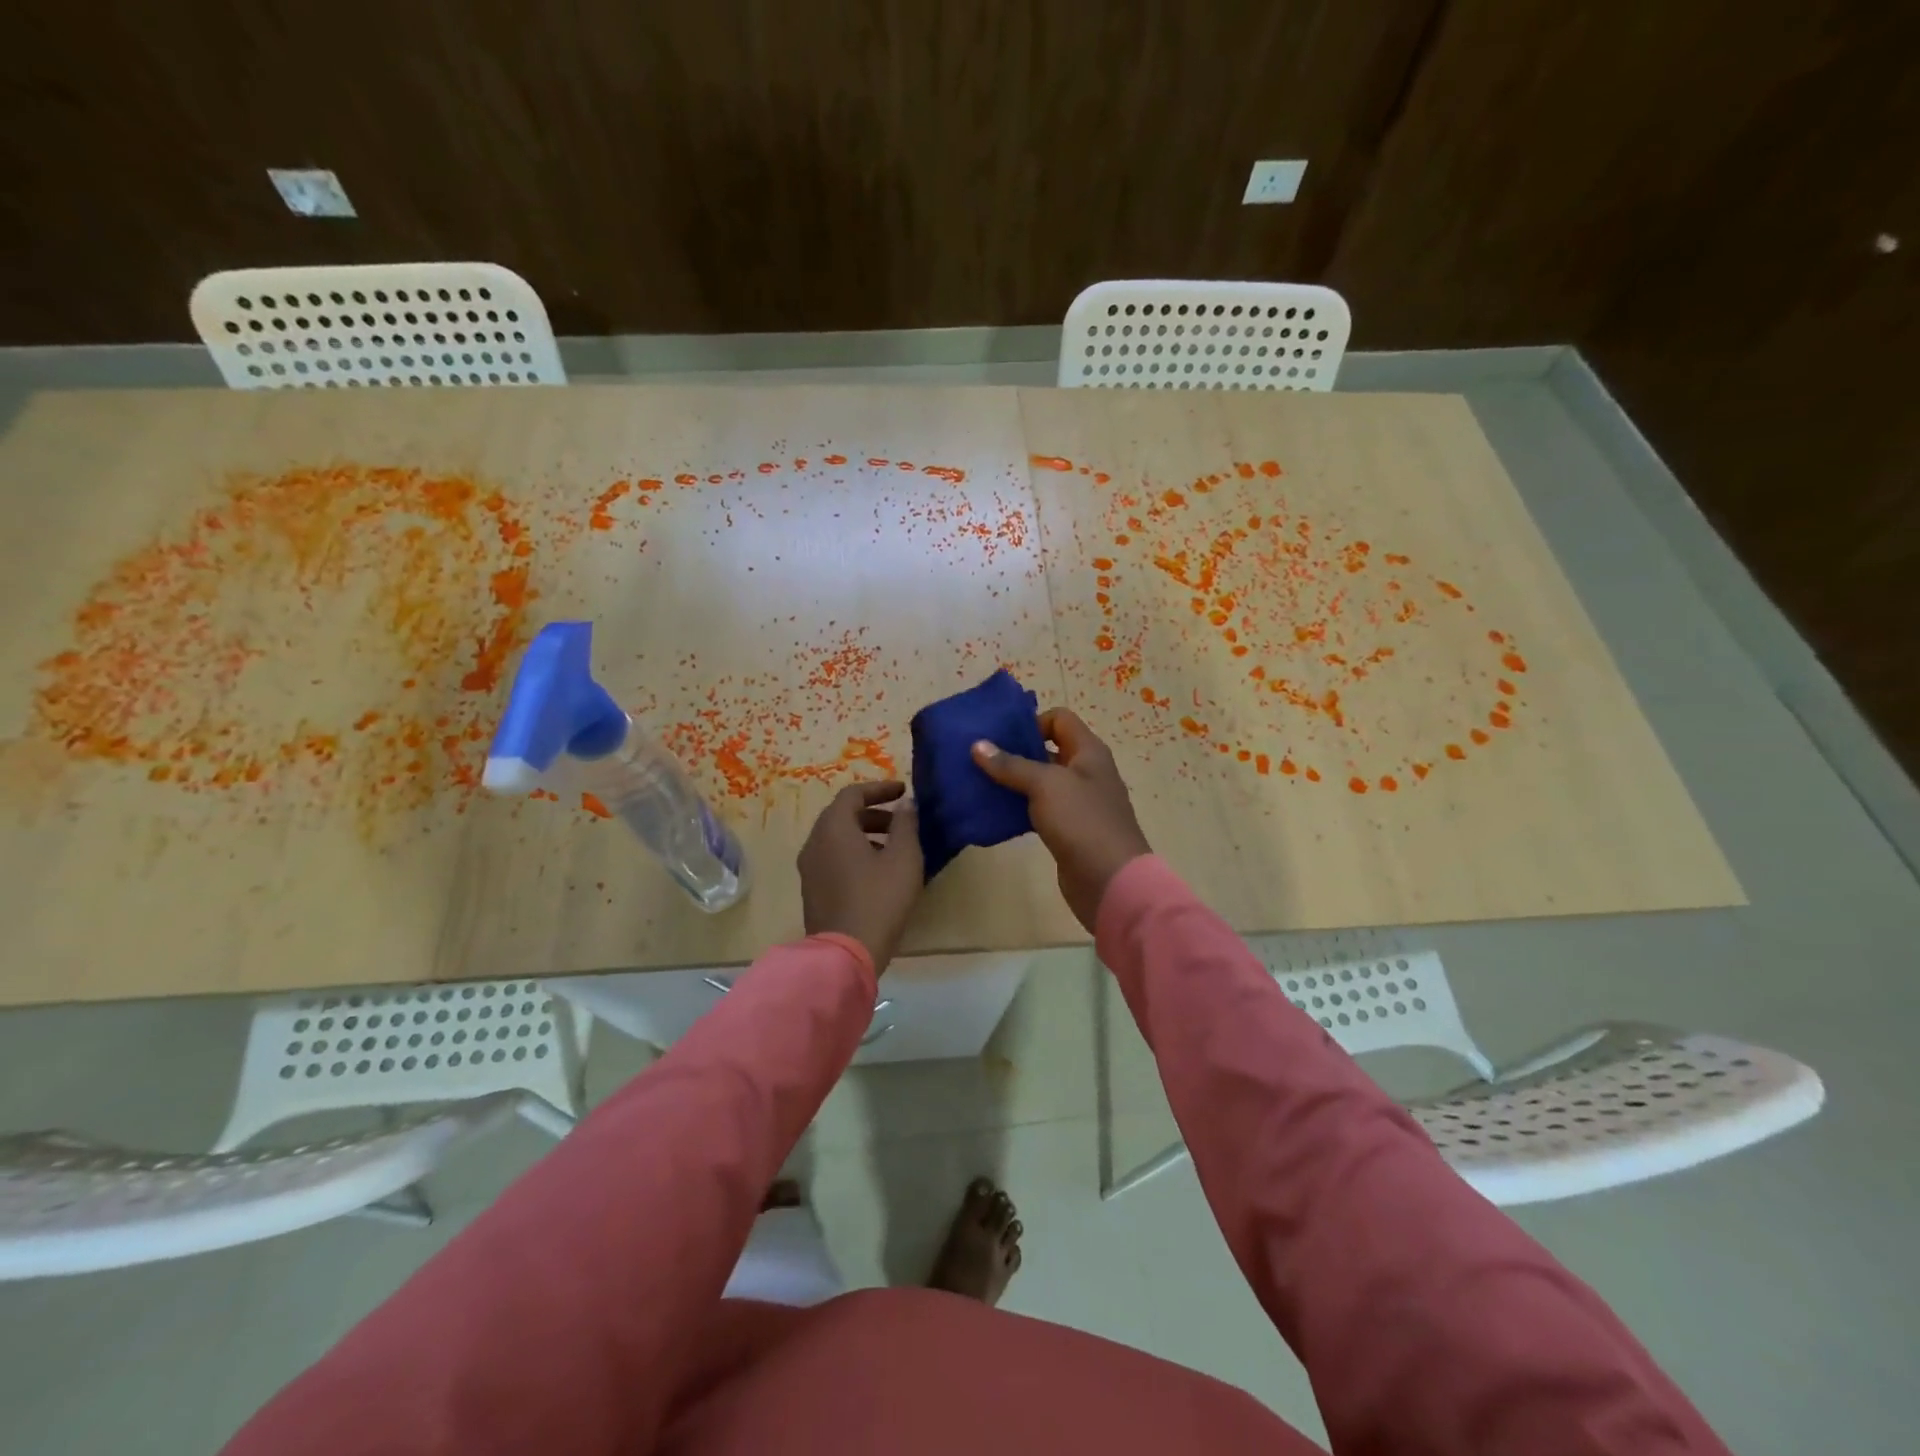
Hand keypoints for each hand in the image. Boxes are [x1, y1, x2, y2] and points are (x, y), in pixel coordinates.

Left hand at [798, 780, 923, 974]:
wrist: (846, 953)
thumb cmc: (879, 899)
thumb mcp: (903, 858)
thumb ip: (906, 825)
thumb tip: (905, 804)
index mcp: (833, 828)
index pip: (853, 794)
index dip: (880, 789)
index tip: (904, 792)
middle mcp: (814, 842)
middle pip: (842, 815)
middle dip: (873, 812)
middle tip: (901, 822)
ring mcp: (809, 868)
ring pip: (836, 838)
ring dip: (864, 833)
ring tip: (894, 848)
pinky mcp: (812, 890)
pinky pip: (832, 858)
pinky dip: (854, 853)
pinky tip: (877, 872)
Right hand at [972, 709, 1151, 931]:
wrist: (1111, 881)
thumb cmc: (1082, 821)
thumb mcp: (1045, 785)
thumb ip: (1010, 764)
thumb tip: (978, 745)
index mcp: (1088, 751)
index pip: (1059, 719)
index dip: (1031, 722)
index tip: (1000, 737)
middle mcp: (1085, 772)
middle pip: (1048, 750)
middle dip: (1014, 752)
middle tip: (979, 758)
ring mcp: (1078, 803)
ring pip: (1040, 782)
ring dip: (1013, 782)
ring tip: (978, 783)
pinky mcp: (1068, 830)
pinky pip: (1039, 810)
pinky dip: (1019, 808)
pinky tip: (994, 813)